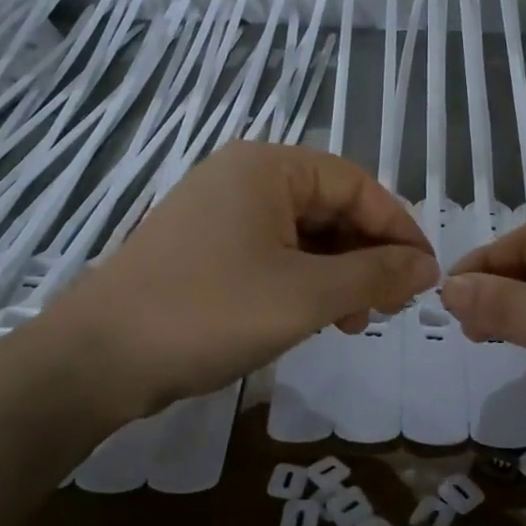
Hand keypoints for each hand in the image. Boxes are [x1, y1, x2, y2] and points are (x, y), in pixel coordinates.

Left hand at [40, 142, 437, 422]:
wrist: (98, 358)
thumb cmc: (210, 312)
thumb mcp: (306, 295)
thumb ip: (374, 275)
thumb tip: (427, 267)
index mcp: (268, 167)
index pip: (357, 184)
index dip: (398, 229)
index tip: (426, 277)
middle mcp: (242, 177)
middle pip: (329, 207)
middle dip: (366, 256)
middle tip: (387, 306)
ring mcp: (217, 212)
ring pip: (301, 235)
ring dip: (336, 274)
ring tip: (352, 321)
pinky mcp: (202, 248)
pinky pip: (270, 253)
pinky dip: (300, 282)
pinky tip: (312, 318)